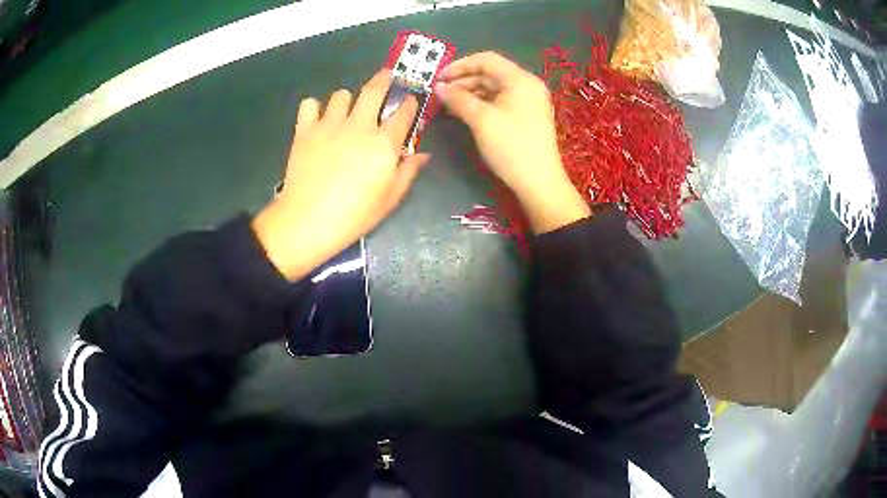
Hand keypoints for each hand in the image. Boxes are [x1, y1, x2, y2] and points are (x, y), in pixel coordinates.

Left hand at [253, 70, 429, 280]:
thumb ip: (408, 171)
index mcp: (384, 142)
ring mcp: (330, 124)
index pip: (404, 111)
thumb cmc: (355, 214)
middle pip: (374, 89)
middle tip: (387, 76)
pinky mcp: (305, 130)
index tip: (411, 101)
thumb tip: (422, 154)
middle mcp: (359, 125)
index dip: (410, 102)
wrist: (308, 221)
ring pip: (341, 94)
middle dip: (384, 78)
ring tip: (345, 111)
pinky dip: (314, 108)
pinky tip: (316, 119)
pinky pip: (309, 104)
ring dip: (347, 100)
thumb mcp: (390, 198)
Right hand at [436, 52, 589, 233]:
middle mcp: (527, 85)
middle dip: (463, 80)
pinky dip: (481, 104)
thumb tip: (438, 87)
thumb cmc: (511, 146)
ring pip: (494, 88)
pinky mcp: (526, 117)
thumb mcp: (481, 119)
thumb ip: (458, 99)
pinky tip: (464, 112)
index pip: (486, 59)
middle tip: (439, 93)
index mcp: (520, 79)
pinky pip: (500, 102)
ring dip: (470, 93)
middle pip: (490, 73)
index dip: (459, 65)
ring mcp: (528, 102)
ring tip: (447, 104)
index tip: (438, 78)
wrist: (539, 182)